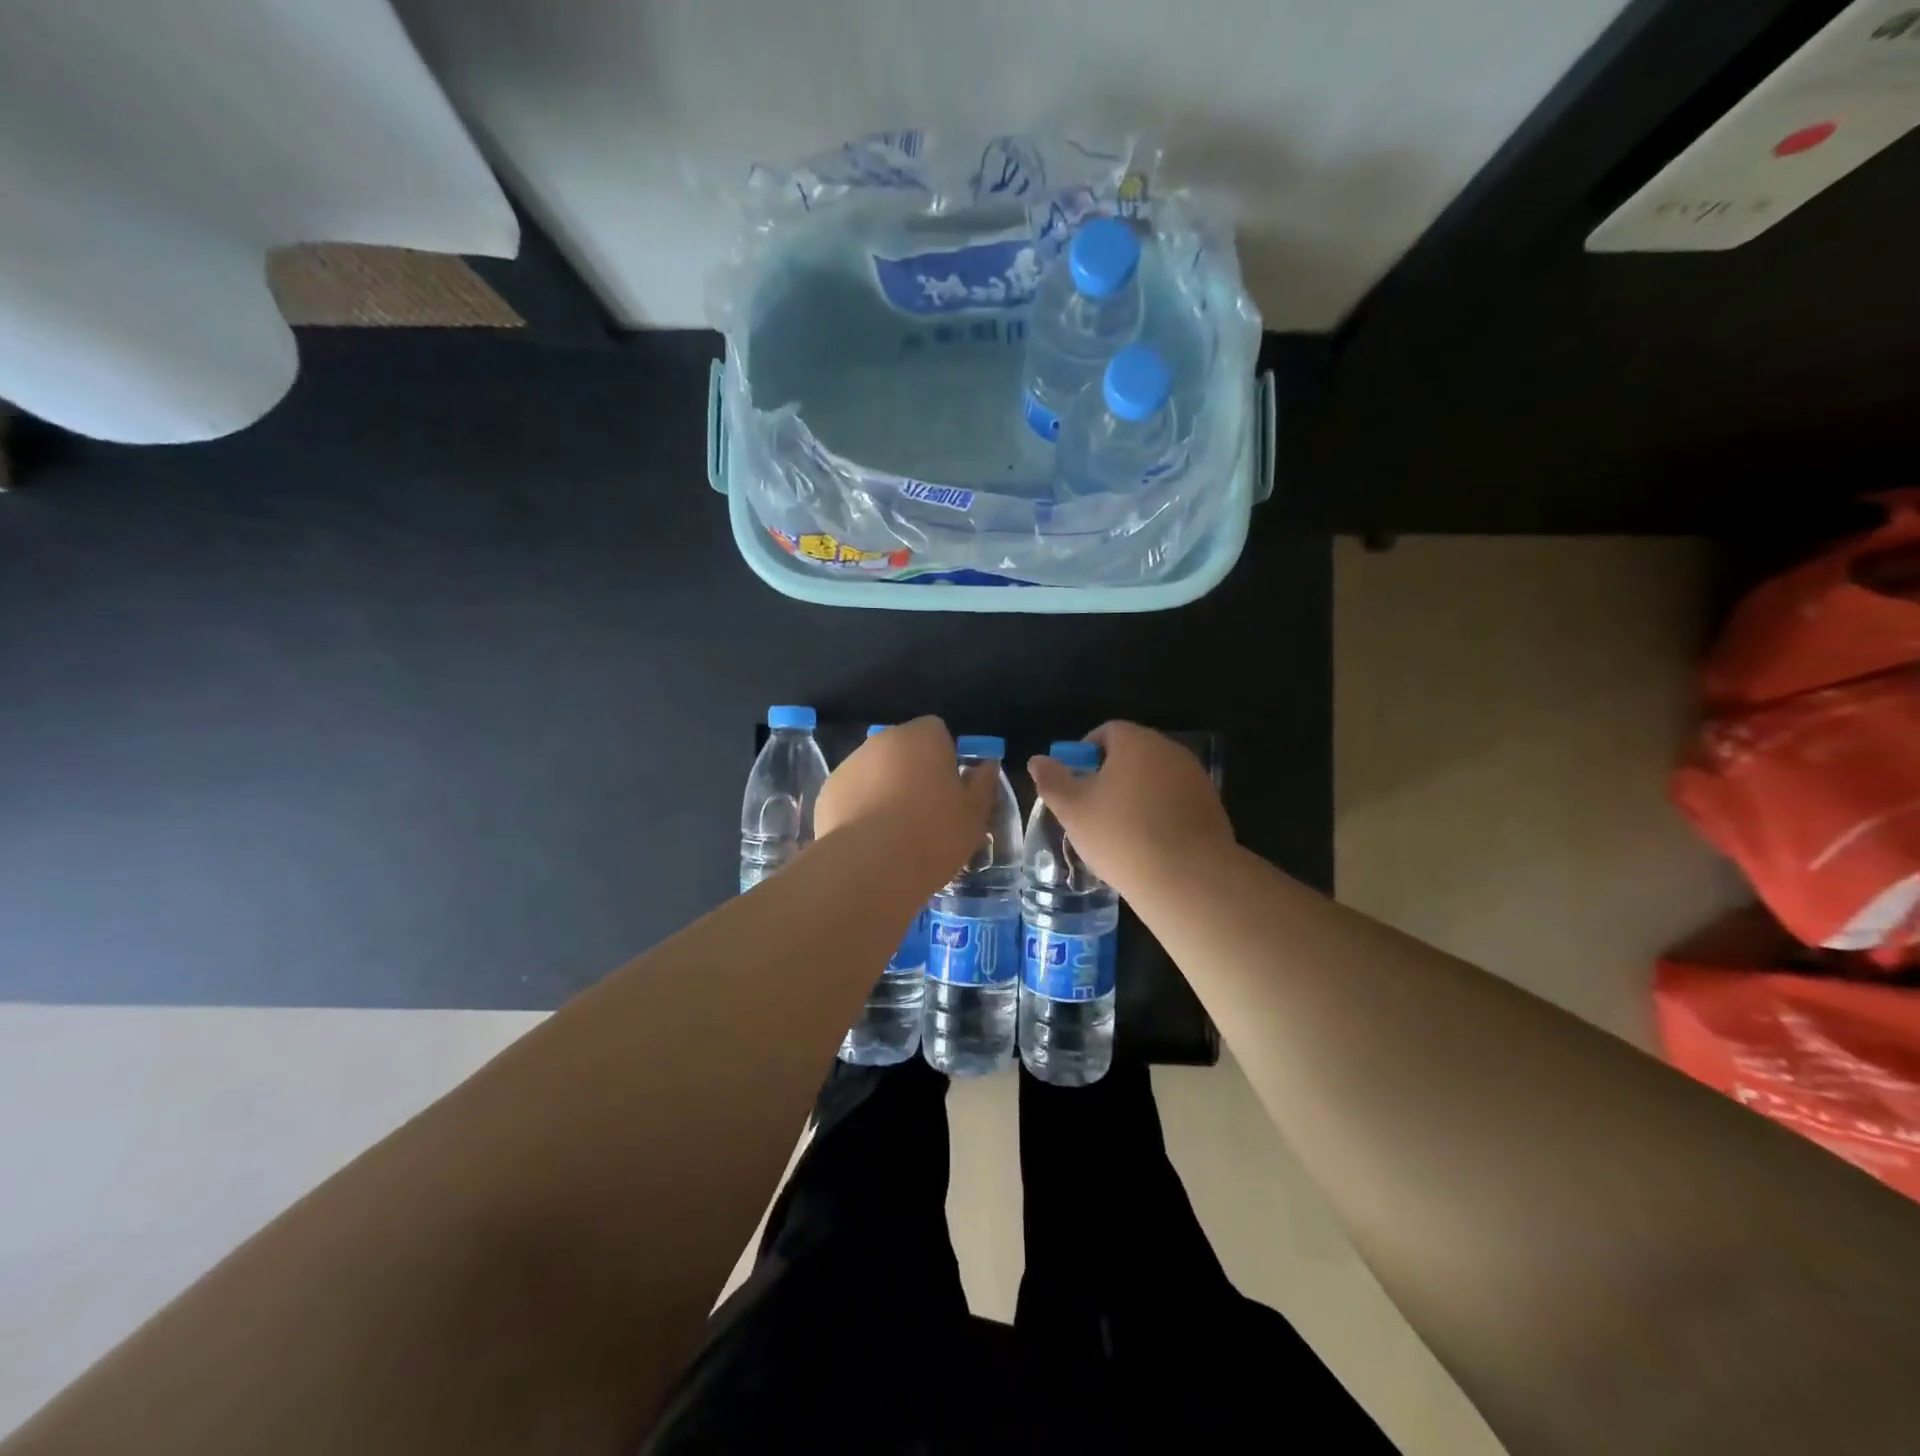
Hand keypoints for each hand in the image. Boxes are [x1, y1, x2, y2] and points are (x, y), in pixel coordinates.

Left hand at [816, 716, 995, 880]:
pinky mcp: (828, 791)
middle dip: (913, 771)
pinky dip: (860, 808)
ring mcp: (850, 764)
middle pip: (903, 749)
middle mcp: (883, 740)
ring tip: (895, 831)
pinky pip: (852, 793)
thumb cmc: (933, 834)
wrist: (870, 867)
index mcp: (922, 737)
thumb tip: (986, 766)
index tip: (950, 788)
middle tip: (926, 811)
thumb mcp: (974, 815)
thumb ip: (983, 784)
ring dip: (885, 788)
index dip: (945, 757)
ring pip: (875, 770)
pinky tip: (870, 840)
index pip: (937, 731)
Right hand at [1027, 722, 1233, 897]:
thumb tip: (1038, 760)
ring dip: (1137, 795)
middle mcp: (1171, 751)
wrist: (1188, 877)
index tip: (1074, 781)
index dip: (1085, 752)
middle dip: (1111, 775)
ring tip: (1119, 831)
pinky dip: (1160, 814)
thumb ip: (1052, 781)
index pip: (1107, 731)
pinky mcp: (1212, 807)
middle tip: (1092, 808)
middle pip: (1134, 754)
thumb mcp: (1073, 810)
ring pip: (1156, 779)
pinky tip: (1149, 844)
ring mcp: (1196, 779)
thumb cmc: (1121, 835)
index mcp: (1136, 742)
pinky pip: (1176, 802)